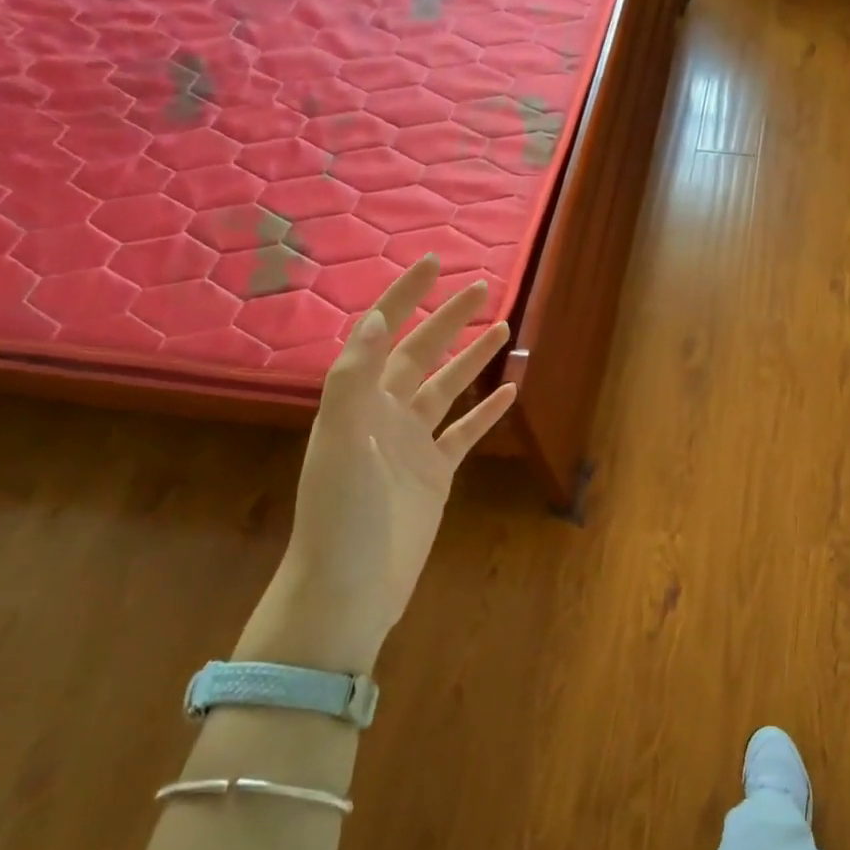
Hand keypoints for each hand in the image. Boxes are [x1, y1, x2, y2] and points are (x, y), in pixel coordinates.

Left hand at [242, 256, 516, 673]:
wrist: (351, 587)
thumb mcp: (342, 441)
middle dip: (446, 319)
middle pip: (420, 354)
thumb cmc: (341, 513)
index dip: (404, 296)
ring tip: (500, 327)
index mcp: (358, 401)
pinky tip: (508, 394)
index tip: (433, 263)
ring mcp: (412, 445)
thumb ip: (355, 379)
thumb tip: (375, 318)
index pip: (383, 335)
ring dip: (471, 358)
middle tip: (479, 287)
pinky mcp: (436, 474)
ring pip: (447, 389)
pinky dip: (486, 412)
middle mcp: (384, 415)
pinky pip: (465, 432)